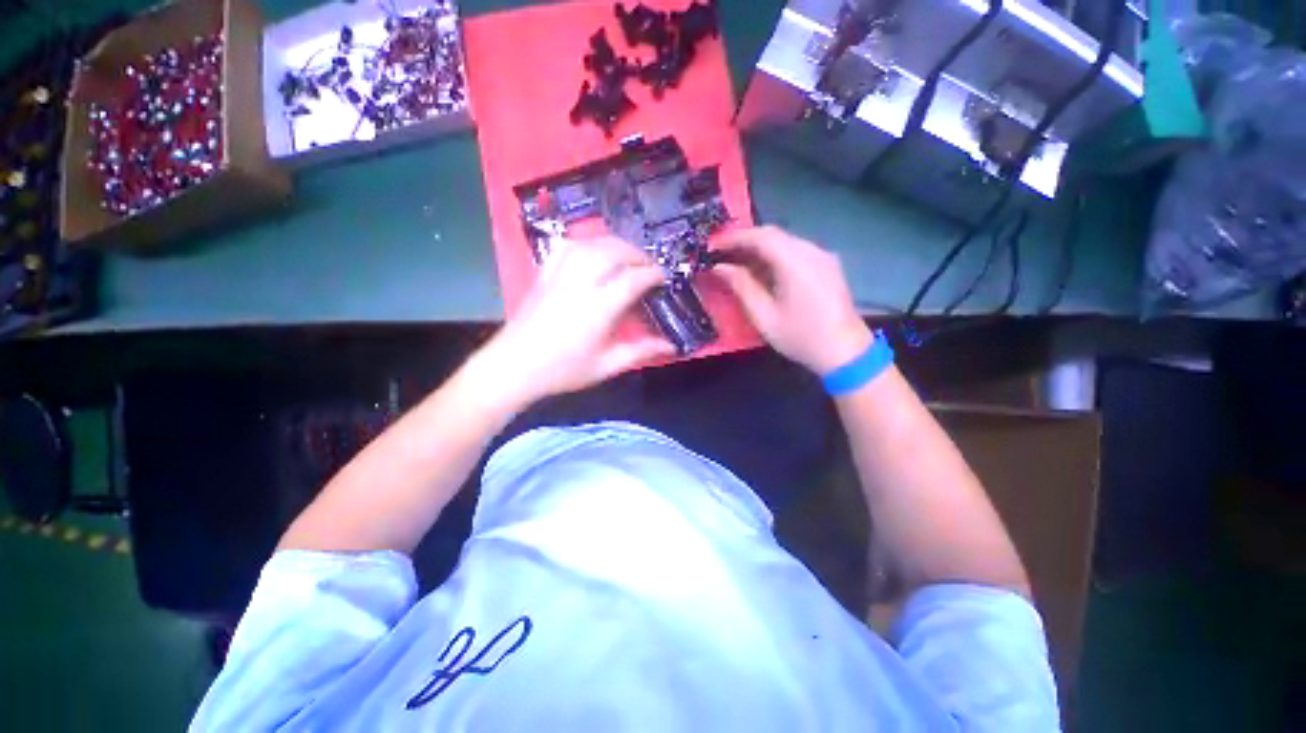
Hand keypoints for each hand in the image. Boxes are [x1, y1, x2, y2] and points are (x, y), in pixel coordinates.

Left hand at [474, 237, 674, 405]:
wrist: (512, 368)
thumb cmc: (562, 371)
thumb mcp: (606, 366)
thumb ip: (639, 351)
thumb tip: (670, 345)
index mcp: (598, 308)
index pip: (632, 279)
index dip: (653, 274)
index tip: (665, 278)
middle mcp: (580, 283)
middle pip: (613, 252)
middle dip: (637, 254)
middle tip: (650, 267)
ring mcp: (559, 275)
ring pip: (591, 244)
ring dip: (615, 245)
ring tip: (627, 256)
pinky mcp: (544, 274)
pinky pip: (566, 247)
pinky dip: (585, 243)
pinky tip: (592, 252)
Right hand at [714, 226, 871, 374]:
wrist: (845, 352)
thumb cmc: (801, 337)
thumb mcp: (764, 316)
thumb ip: (741, 286)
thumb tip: (720, 268)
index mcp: (795, 262)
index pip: (760, 236)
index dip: (733, 237)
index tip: (712, 246)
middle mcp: (811, 250)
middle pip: (773, 234)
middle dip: (744, 241)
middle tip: (721, 254)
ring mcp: (822, 256)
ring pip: (784, 241)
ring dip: (759, 249)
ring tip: (737, 263)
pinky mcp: (827, 265)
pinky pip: (795, 251)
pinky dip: (774, 256)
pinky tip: (762, 271)